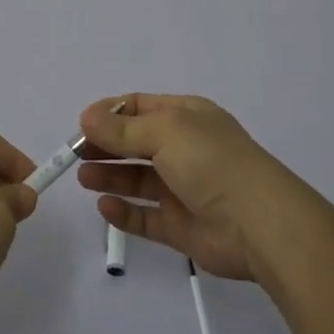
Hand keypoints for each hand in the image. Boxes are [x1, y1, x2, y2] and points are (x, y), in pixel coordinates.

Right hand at [75, 94, 304, 280]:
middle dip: (105, 145)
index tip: (81, 124)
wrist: (258, 223)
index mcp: (187, 117)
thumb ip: (122, 129)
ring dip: (110, 175)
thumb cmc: (211, 162)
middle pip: (136, 143)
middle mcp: (185, 149)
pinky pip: (146, 217)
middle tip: (74, 153)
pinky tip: (104, 206)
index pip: (141, 107)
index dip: (110, 113)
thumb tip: (87, 117)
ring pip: (138, 179)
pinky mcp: (181, 226)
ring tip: (83, 177)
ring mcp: (183, 189)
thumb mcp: (165, 132)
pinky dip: (124, 212)